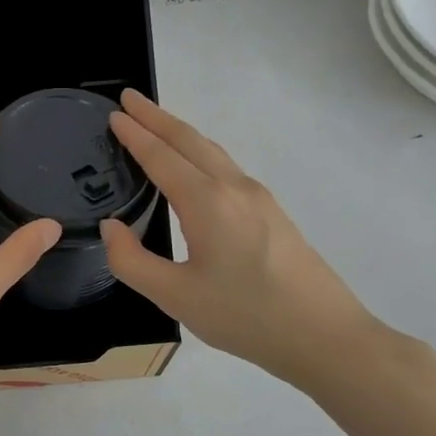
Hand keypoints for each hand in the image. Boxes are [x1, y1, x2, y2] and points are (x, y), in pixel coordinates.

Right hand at [101, 90, 393, 391]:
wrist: (325, 337)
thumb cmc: (245, 317)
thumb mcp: (175, 297)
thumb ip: (132, 261)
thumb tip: (110, 228)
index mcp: (207, 203)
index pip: (162, 157)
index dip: (135, 135)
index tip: (113, 113)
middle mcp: (234, 188)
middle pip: (190, 140)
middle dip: (157, 117)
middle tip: (129, 99)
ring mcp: (258, 198)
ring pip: (212, 151)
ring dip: (179, 132)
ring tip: (154, 124)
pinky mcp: (271, 212)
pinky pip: (225, 166)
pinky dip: (199, 152)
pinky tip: (192, 166)